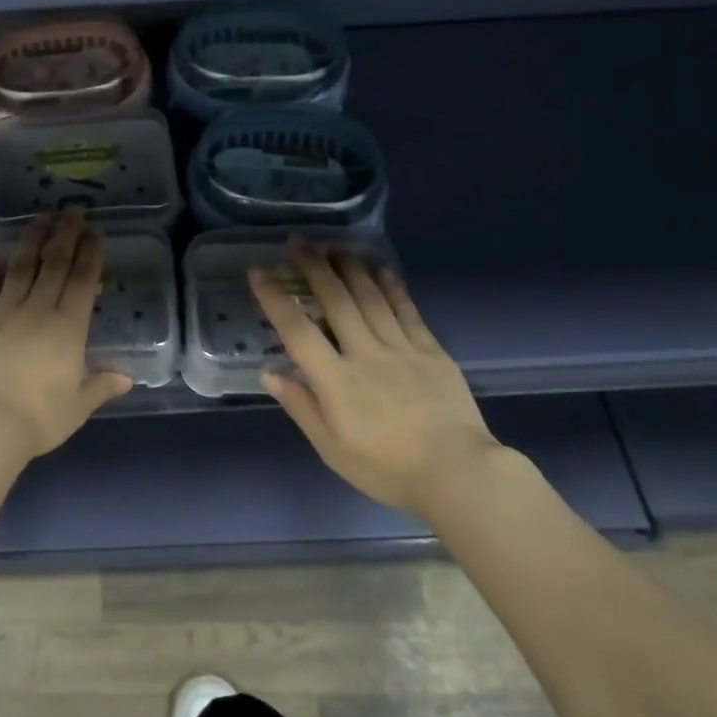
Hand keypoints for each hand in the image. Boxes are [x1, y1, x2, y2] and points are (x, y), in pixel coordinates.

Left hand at [0, 210, 133, 460]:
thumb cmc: (38, 419)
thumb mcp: (77, 407)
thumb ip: (100, 386)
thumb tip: (126, 377)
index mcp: (67, 329)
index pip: (82, 281)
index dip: (90, 253)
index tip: (94, 231)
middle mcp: (37, 310)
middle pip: (53, 264)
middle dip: (65, 234)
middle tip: (71, 210)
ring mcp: (2, 312)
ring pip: (20, 267)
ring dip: (31, 240)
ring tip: (39, 217)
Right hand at [249, 239, 498, 513]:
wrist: (458, 474)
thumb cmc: (387, 468)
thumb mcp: (331, 448)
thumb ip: (301, 407)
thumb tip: (270, 373)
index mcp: (336, 380)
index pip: (297, 330)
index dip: (274, 299)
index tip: (258, 271)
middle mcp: (366, 353)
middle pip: (336, 300)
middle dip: (314, 267)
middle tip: (298, 242)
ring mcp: (402, 348)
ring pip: (371, 297)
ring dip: (350, 267)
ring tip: (334, 245)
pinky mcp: (432, 351)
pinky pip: (408, 310)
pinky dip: (393, 286)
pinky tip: (382, 269)